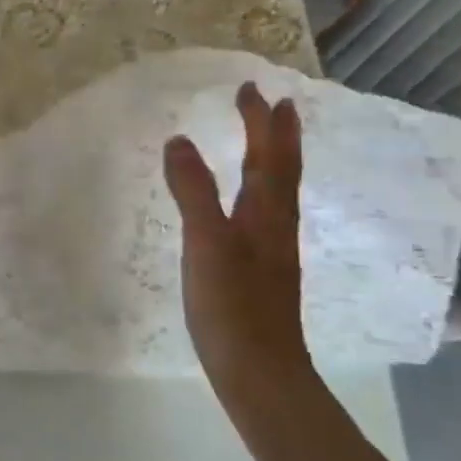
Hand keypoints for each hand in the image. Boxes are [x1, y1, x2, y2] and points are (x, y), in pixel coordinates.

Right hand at [163, 82, 311, 382]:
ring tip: (265, 141)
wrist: (260, 372)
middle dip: (276, 134)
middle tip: (271, 103)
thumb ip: (194, 192)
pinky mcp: (262, 271)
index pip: (267, 156)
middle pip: (282, 170)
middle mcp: (276, 226)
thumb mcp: (206, 244)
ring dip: (273, 159)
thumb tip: (179, 140)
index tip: (251, 89)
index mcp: (266, 214)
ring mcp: (272, 250)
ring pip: (278, 192)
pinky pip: (266, 213)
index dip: (260, 122)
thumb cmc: (232, 306)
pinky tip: (249, 204)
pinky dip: (261, 191)